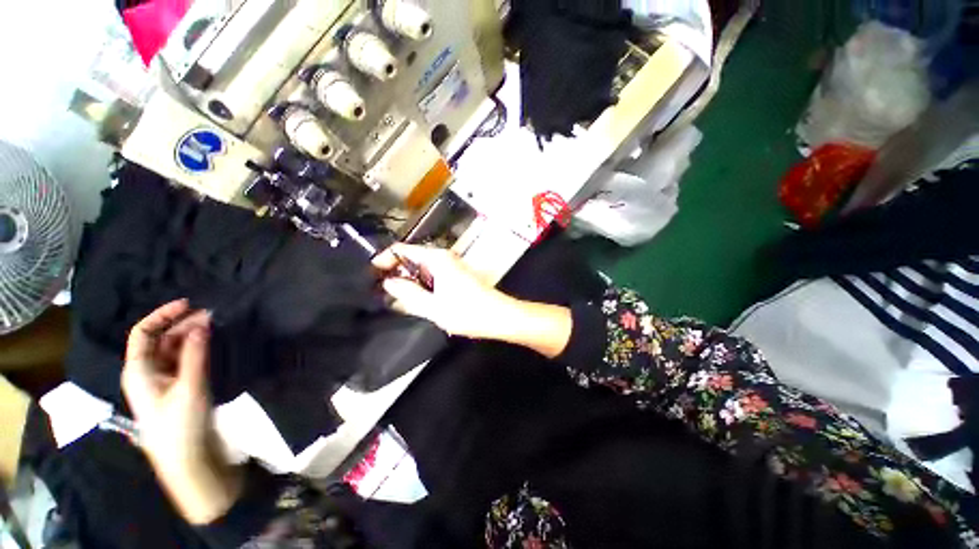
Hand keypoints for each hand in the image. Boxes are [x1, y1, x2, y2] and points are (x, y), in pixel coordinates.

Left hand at [123, 300, 241, 523]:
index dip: (162, 315)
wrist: (189, 461)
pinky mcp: (179, 390)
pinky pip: (184, 362)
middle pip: (160, 340)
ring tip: (216, 327)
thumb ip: (194, 354)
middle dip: (183, 325)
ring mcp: (163, 382)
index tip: (189, 304)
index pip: (143, 334)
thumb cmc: (182, 425)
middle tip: (214, 315)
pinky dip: (196, 350)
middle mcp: (147, 373)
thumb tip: (203, 323)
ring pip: (173, 351)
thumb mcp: (189, 387)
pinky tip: (211, 346)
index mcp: (139, 372)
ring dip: (191, 337)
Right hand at [372, 244, 516, 338]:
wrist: (499, 316)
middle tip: (380, 291)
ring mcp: (451, 267)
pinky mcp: (456, 277)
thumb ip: (408, 293)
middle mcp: (443, 258)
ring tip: (394, 298)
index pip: (402, 250)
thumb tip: (389, 282)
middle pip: (412, 259)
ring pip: (422, 269)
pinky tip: (415, 301)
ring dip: (408, 281)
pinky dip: (421, 286)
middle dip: (395, 273)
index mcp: (436, 259)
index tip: (371, 275)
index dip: (384, 260)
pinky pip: (432, 277)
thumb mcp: (432, 306)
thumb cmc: (467, 311)